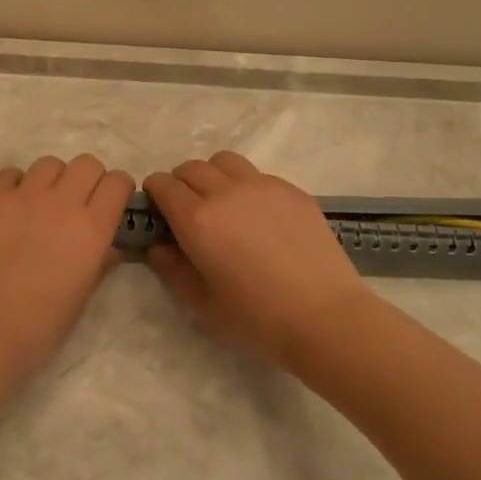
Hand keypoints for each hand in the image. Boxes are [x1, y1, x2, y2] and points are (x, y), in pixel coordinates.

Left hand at [0, 155, 135, 377]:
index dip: (117, 189)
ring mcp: (23, 195)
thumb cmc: (41, 325)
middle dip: (88, 179)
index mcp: (92, 228)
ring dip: (52, 179)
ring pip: (49, 163)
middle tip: (77, 202)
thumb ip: (99, 263)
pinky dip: (14, 185)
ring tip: (41, 203)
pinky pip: (9, 174)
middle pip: (86, 163)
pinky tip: (10, 207)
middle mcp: (62, 202)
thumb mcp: (83, 297)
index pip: (118, 182)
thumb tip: (108, 249)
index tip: (110, 203)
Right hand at [143, 152, 368, 369]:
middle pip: (191, 167)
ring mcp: (262, 186)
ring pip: (224, 161)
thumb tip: (158, 247)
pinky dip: (246, 186)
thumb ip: (172, 270)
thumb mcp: (202, 304)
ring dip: (213, 175)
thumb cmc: (257, 318)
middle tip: (189, 211)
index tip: (159, 211)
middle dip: (181, 183)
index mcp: (197, 219)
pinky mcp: (291, 190)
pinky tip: (259, 217)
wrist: (326, 317)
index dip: (155, 193)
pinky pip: (257, 174)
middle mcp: (225, 192)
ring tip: (223, 203)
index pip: (163, 184)